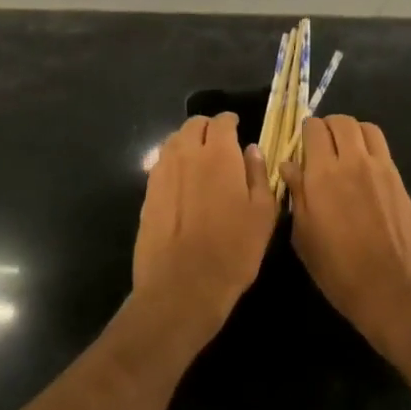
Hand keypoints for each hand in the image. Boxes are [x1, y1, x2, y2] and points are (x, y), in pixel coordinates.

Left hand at [131, 114, 278, 350]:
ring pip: (174, 141)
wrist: (181, 287)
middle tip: (220, 144)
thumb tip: (251, 149)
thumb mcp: (263, 214)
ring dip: (188, 142)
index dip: (231, 122)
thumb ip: (258, 174)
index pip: (222, 121)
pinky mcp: (147, 192)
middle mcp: (186, 154)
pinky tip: (183, 181)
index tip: (238, 129)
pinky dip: (173, 162)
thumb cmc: (232, 251)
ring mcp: (162, 172)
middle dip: (208, 128)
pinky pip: (161, 163)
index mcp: (218, 154)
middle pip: (194, 125)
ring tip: (200, 160)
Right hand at [282, 115, 410, 361]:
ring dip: (350, 131)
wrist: (397, 289)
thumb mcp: (305, 238)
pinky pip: (381, 145)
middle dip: (327, 127)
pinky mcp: (398, 178)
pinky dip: (368, 144)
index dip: (304, 132)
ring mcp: (379, 167)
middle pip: (340, 121)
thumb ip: (297, 195)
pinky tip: (362, 168)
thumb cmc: (341, 271)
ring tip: (343, 151)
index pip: (313, 129)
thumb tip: (289, 166)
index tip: (300, 146)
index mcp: (323, 174)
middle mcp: (352, 161)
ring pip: (364, 127)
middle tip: (320, 146)